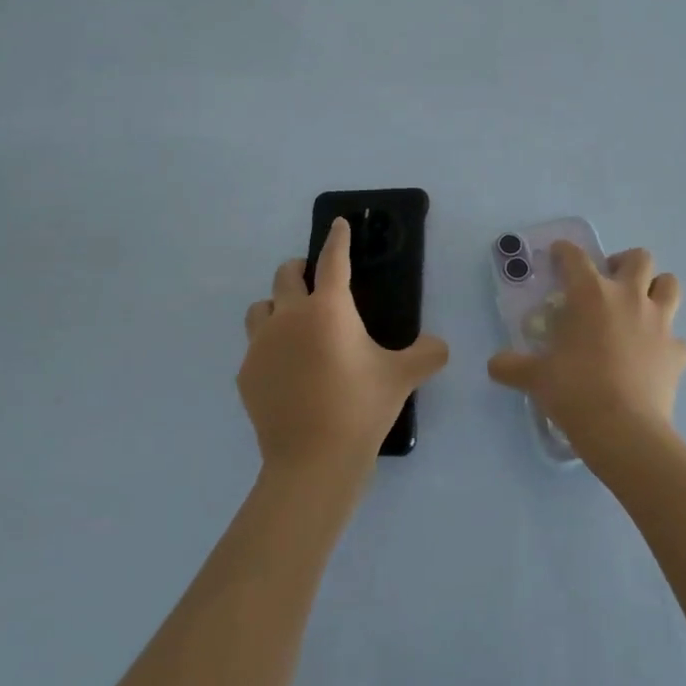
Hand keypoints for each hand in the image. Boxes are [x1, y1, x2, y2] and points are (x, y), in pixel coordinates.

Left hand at [238, 218, 448, 481]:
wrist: (312, 461)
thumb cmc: (360, 408)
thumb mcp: (402, 377)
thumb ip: (427, 354)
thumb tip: (439, 346)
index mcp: (328, 309)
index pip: (334, 260)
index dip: (338, 238)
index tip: (339, 224)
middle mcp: (290, 316)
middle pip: (286, 275)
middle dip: (300, 269)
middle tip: (314, 280)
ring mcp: (261, 345)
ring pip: (261, 307)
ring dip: (277, 305)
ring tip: (293, 324)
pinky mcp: (246, 373)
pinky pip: (255, 347)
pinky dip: (269, 347)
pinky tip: (285, 370)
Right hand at [487, 241, 685, 470]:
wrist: (624, 430)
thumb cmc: (575, 391)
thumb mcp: (535, 377)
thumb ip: (512, 366)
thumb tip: (494, 365)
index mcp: (591, 294)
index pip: (575, 257)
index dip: (565, 251)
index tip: (558, 255)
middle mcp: (628, 298)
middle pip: (638, 258)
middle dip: (623, 263)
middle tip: (608, 283)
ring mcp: (659, 323)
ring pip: (670, 285)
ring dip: (656, 289)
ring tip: (639, 306)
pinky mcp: (677, 352)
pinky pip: (678, 339)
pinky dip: (668, 343)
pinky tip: (653, 356)